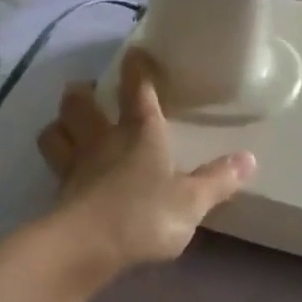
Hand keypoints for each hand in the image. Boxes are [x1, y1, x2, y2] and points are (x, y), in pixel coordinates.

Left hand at [37, 50, 255, 274]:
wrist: (85, 248)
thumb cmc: (144, 215)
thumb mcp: (192, 201)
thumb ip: (218, 180)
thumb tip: (248, 159)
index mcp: (140, 132)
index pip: (137, 88)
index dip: (137, 68)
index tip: (136, 54)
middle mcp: (103, 139)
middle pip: (81, 102)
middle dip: (83, 92)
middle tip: (92, 93)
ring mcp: (75, 165)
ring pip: (56, 131)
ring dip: (61, 123)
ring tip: (70, 126)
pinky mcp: (58, 193)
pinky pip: (53, 166)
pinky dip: (58, 161)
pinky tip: (68, 172)